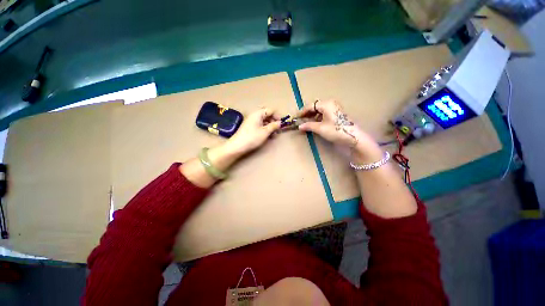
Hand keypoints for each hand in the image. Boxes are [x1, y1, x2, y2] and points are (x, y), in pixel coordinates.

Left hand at [224, 108, 280, 155]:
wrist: (237, 146)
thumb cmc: (252, 137)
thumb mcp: (265, 132)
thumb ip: (273, 126)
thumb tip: (280, 123)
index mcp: (258, 114)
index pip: (270, 110)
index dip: (277, 116)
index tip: (281, 124)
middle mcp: (254, 115)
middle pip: (267, 115)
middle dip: (273, 121)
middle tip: (277, 130)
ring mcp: (252, 121)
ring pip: (264, 121)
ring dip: (270, 126)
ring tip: (274, 135)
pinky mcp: (250, 127)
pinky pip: (260, 125)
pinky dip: (265, 129)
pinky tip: (268, 136)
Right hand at [297, 100, 381, 162]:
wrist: (353, 137)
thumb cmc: (336, 130)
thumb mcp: (320, 128)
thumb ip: (308, 125)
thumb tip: (299, 126)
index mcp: (326, 104)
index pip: (310, 106)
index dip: (302, 112)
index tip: (295, 117)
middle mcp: (330, 103)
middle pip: (315, 107)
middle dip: (306, 113)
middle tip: (300, 120)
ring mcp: (334, 108)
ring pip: (319, 110)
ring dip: (312, 116)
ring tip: (306, 122)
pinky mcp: (337, 113)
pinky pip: (324, 113)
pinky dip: (318, 117)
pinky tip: (314, 123)